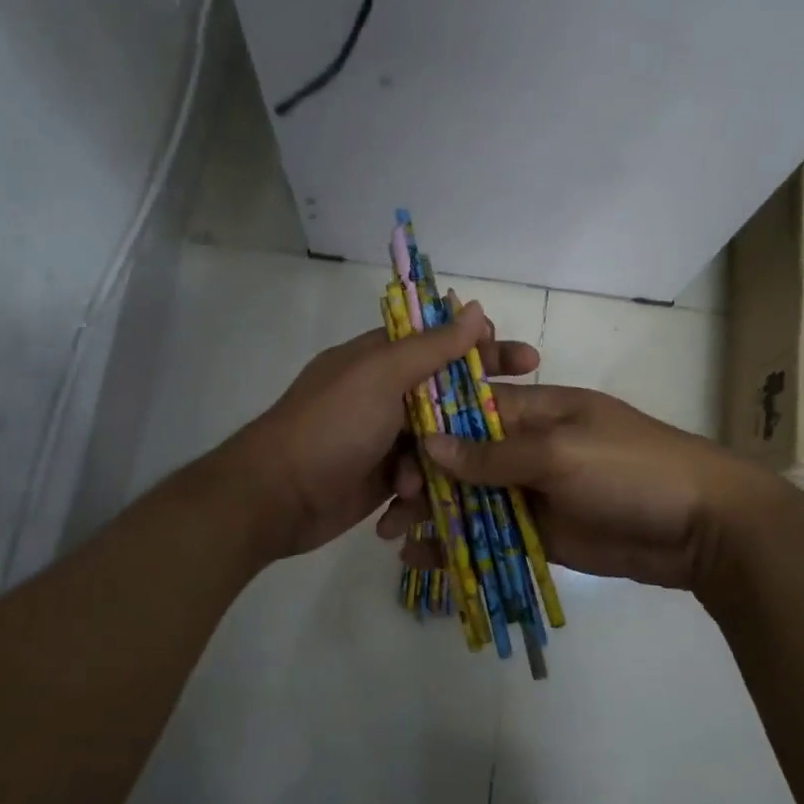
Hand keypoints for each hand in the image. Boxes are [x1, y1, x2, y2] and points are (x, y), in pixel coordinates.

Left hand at [229, 301, 541, 559]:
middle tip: (526, 412)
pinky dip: (421, 484)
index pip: (440, 341)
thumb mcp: (381, 376)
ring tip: (435, 472)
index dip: (481, 346)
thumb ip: (431, 346)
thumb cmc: (330, 426)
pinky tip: (410, 496)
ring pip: (439, 438)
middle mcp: (383, 393)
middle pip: (446, 391)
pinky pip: (421, 474)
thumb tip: (474, 307)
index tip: (521, 357)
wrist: (276, 497)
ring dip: (445, 454)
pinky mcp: (382, 477)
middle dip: (480, 405)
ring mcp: (382, 436)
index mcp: (378, 358)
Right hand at [378, 384, 778, 590]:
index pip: (469, 411)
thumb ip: (495, 454)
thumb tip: (431, 444)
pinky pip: (492, 535)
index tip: (390, 454)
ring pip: (472, 500)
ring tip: (394, 537)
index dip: (428, 429)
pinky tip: (424, 560)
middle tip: (392, 507)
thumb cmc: (632, 469)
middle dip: (424, 479)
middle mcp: (528, 448)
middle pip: (463, 459)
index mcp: (536, 411)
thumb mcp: (562, 452)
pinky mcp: (542, 533)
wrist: (704, 528)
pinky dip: (459, 545)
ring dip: (434, 515)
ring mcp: (535, 493)